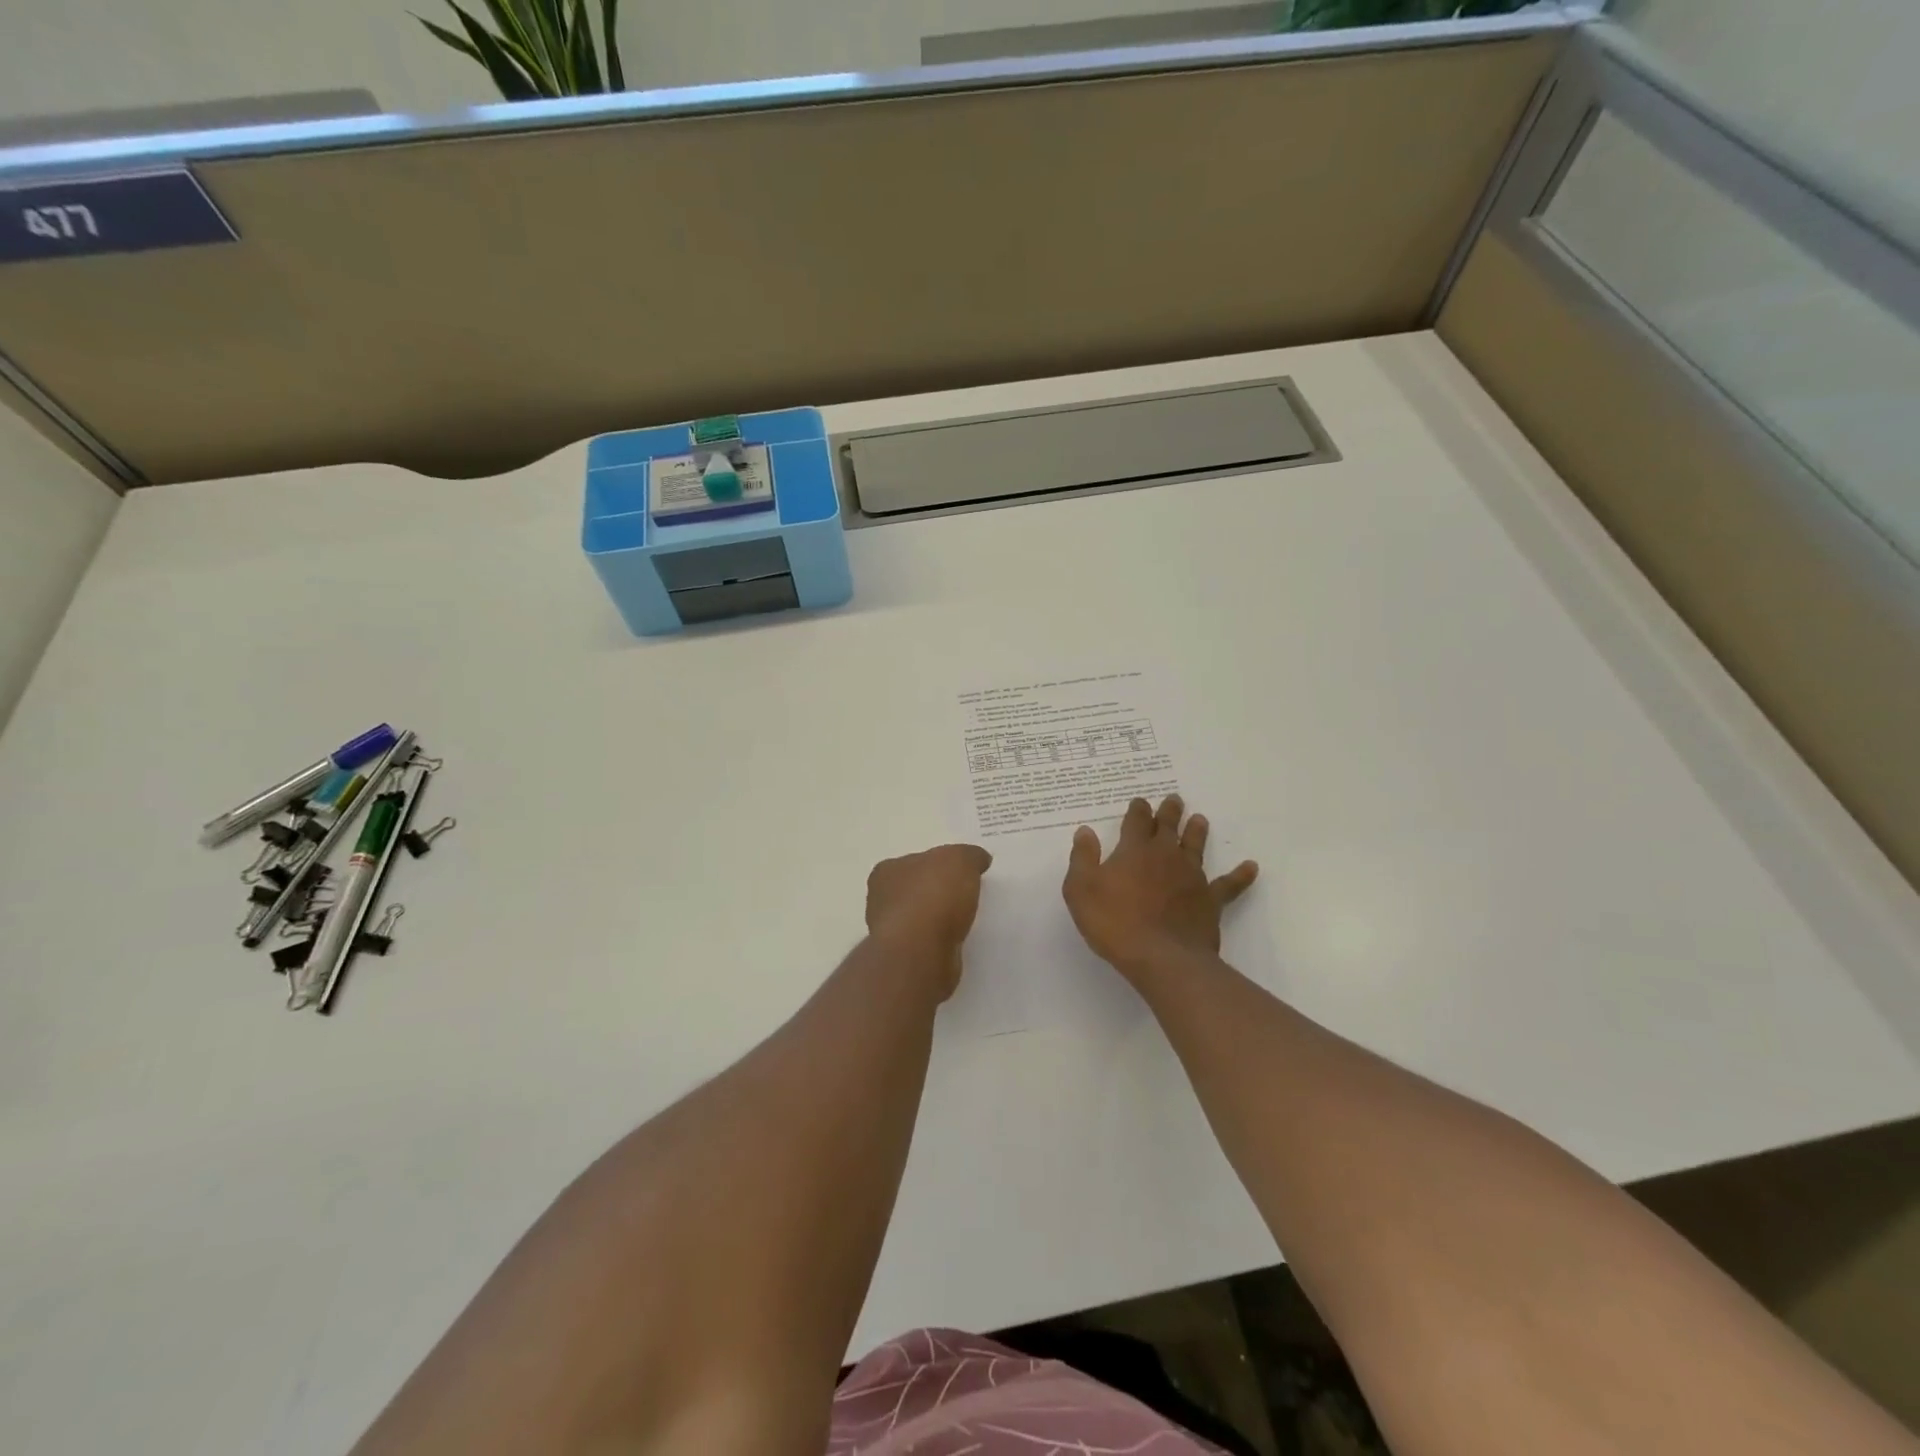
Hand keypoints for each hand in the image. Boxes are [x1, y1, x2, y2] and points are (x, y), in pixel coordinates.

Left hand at [866, 844, 992, 1000]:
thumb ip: (970, 855)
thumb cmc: (933, 896)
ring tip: (966, 920)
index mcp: (887, 871)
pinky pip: (927, 944)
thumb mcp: (960, 860)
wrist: (921, 952)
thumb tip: (978, 859)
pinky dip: (940, 942)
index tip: (958, 873)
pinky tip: (957, 942)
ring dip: (938, 920)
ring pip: (920, 920)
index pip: (914, 862)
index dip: (938, 865)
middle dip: (937, 893)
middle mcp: (881, 900)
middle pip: (915, 890)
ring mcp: (890, 933)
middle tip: (966, 895)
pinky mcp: (904, 959)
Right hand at [1063, 795, 1257, 978]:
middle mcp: (1165, 856)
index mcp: (1134, 850)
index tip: (1140, 802)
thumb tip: (1085, 831)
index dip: (1138, 810)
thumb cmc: (1114, 923)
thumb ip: (1082, 858)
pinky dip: (1240, 875)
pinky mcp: (1210, 900)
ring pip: (1195, 847)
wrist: (1161, 957)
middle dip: (1169, 812)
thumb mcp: (1080, 889)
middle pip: (1168, 827)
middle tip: (1174, 799)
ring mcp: (1191, 877)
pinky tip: (1251, 867)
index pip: (1136, 821)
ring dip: (1196, 832)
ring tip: (1200, 819)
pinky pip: (1229, 885)